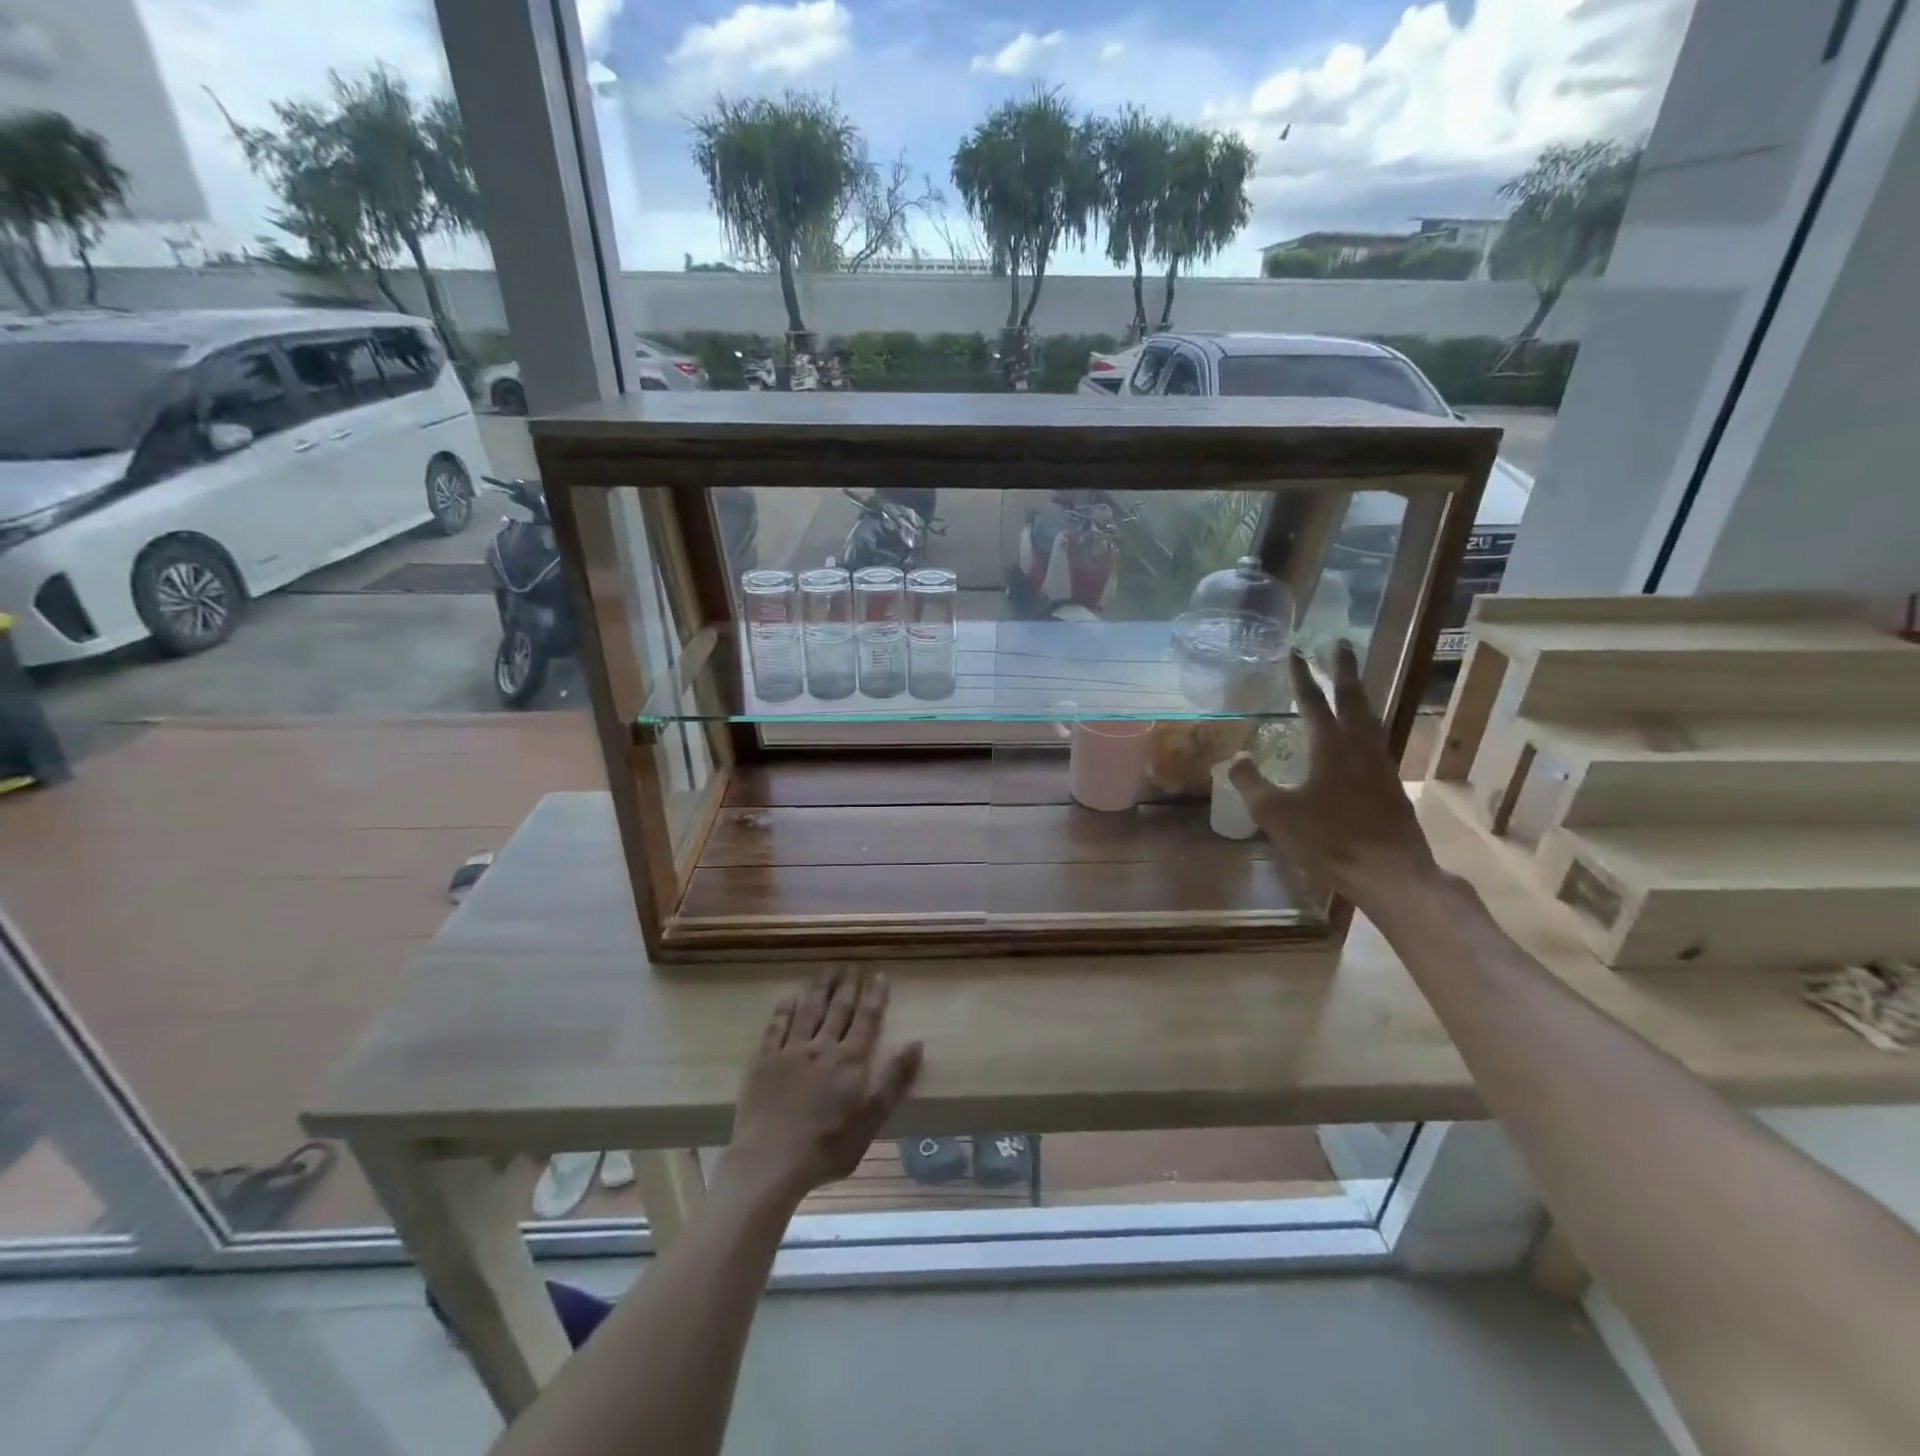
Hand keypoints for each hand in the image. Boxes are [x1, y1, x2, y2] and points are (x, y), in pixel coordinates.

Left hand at [719, 971, 923, 1206]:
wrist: (771, 1161)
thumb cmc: (827, 1147)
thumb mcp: (872, 1120)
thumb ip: (894, 1081)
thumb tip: (917, 1043)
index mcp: (850, 1061)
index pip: (866, 1019)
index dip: (874, 996)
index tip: (879, 974)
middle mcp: (822, 1047)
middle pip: (838, 1009)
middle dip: (847, 986)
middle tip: (852, 965)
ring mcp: (790, 1051)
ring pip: (808, 1011)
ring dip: (819, 989)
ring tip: (826, 971)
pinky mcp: (764, 1061)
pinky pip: (776, 1027)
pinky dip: (784, 1010)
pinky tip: (789, 998)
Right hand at [1228, 641, 1440, 912]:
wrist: (1389, 872)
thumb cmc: (1328, 840)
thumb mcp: (1275, 813)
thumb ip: (1251, 783)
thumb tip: (1234, 758)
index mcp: (1330, 747)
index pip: (1313, 701)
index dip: (1302, 676)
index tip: (1296, 651)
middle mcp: (1358, 746)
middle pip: (1353, 698)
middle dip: (1343, 670)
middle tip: (1340, 644)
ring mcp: (1379, 763)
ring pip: (1369, 717)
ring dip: (1359, 694)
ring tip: (1352, 682)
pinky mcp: (1390, 783)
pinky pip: (1376, 739)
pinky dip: (1365, 723)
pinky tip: (1361, 735)